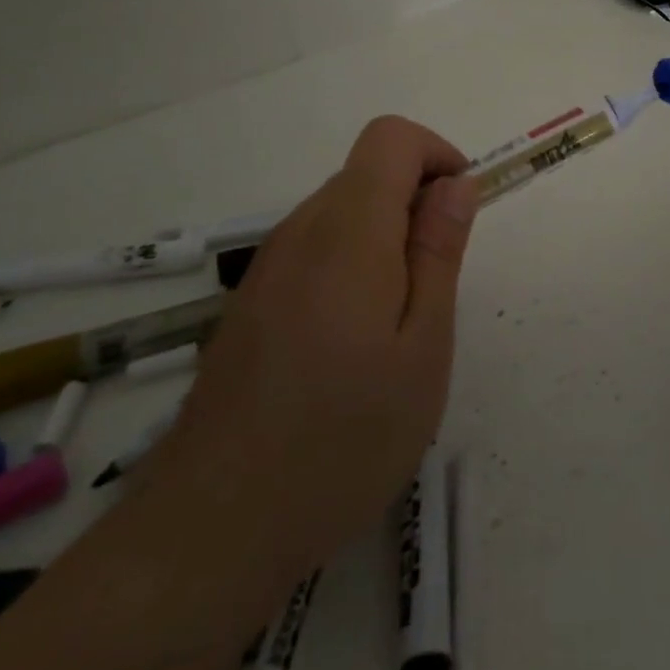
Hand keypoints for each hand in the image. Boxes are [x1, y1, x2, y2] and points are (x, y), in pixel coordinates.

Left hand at [146, 116, 478, 596]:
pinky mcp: (250, 304)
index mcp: (348, 231)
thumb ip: (439, 252)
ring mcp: (267, 269)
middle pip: (367, 174)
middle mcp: (300, 232)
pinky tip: (351, 350)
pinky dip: (352, 270)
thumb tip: (456, 183)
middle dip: (416, 207)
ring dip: (385, 243)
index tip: (458, 216)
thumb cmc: (341, 439)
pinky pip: (314, 253)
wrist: (211, 531)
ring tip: (396, 331)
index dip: (436, 157)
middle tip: (434, 292)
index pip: (391, 137)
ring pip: (342, 214)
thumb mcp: (422, 348)